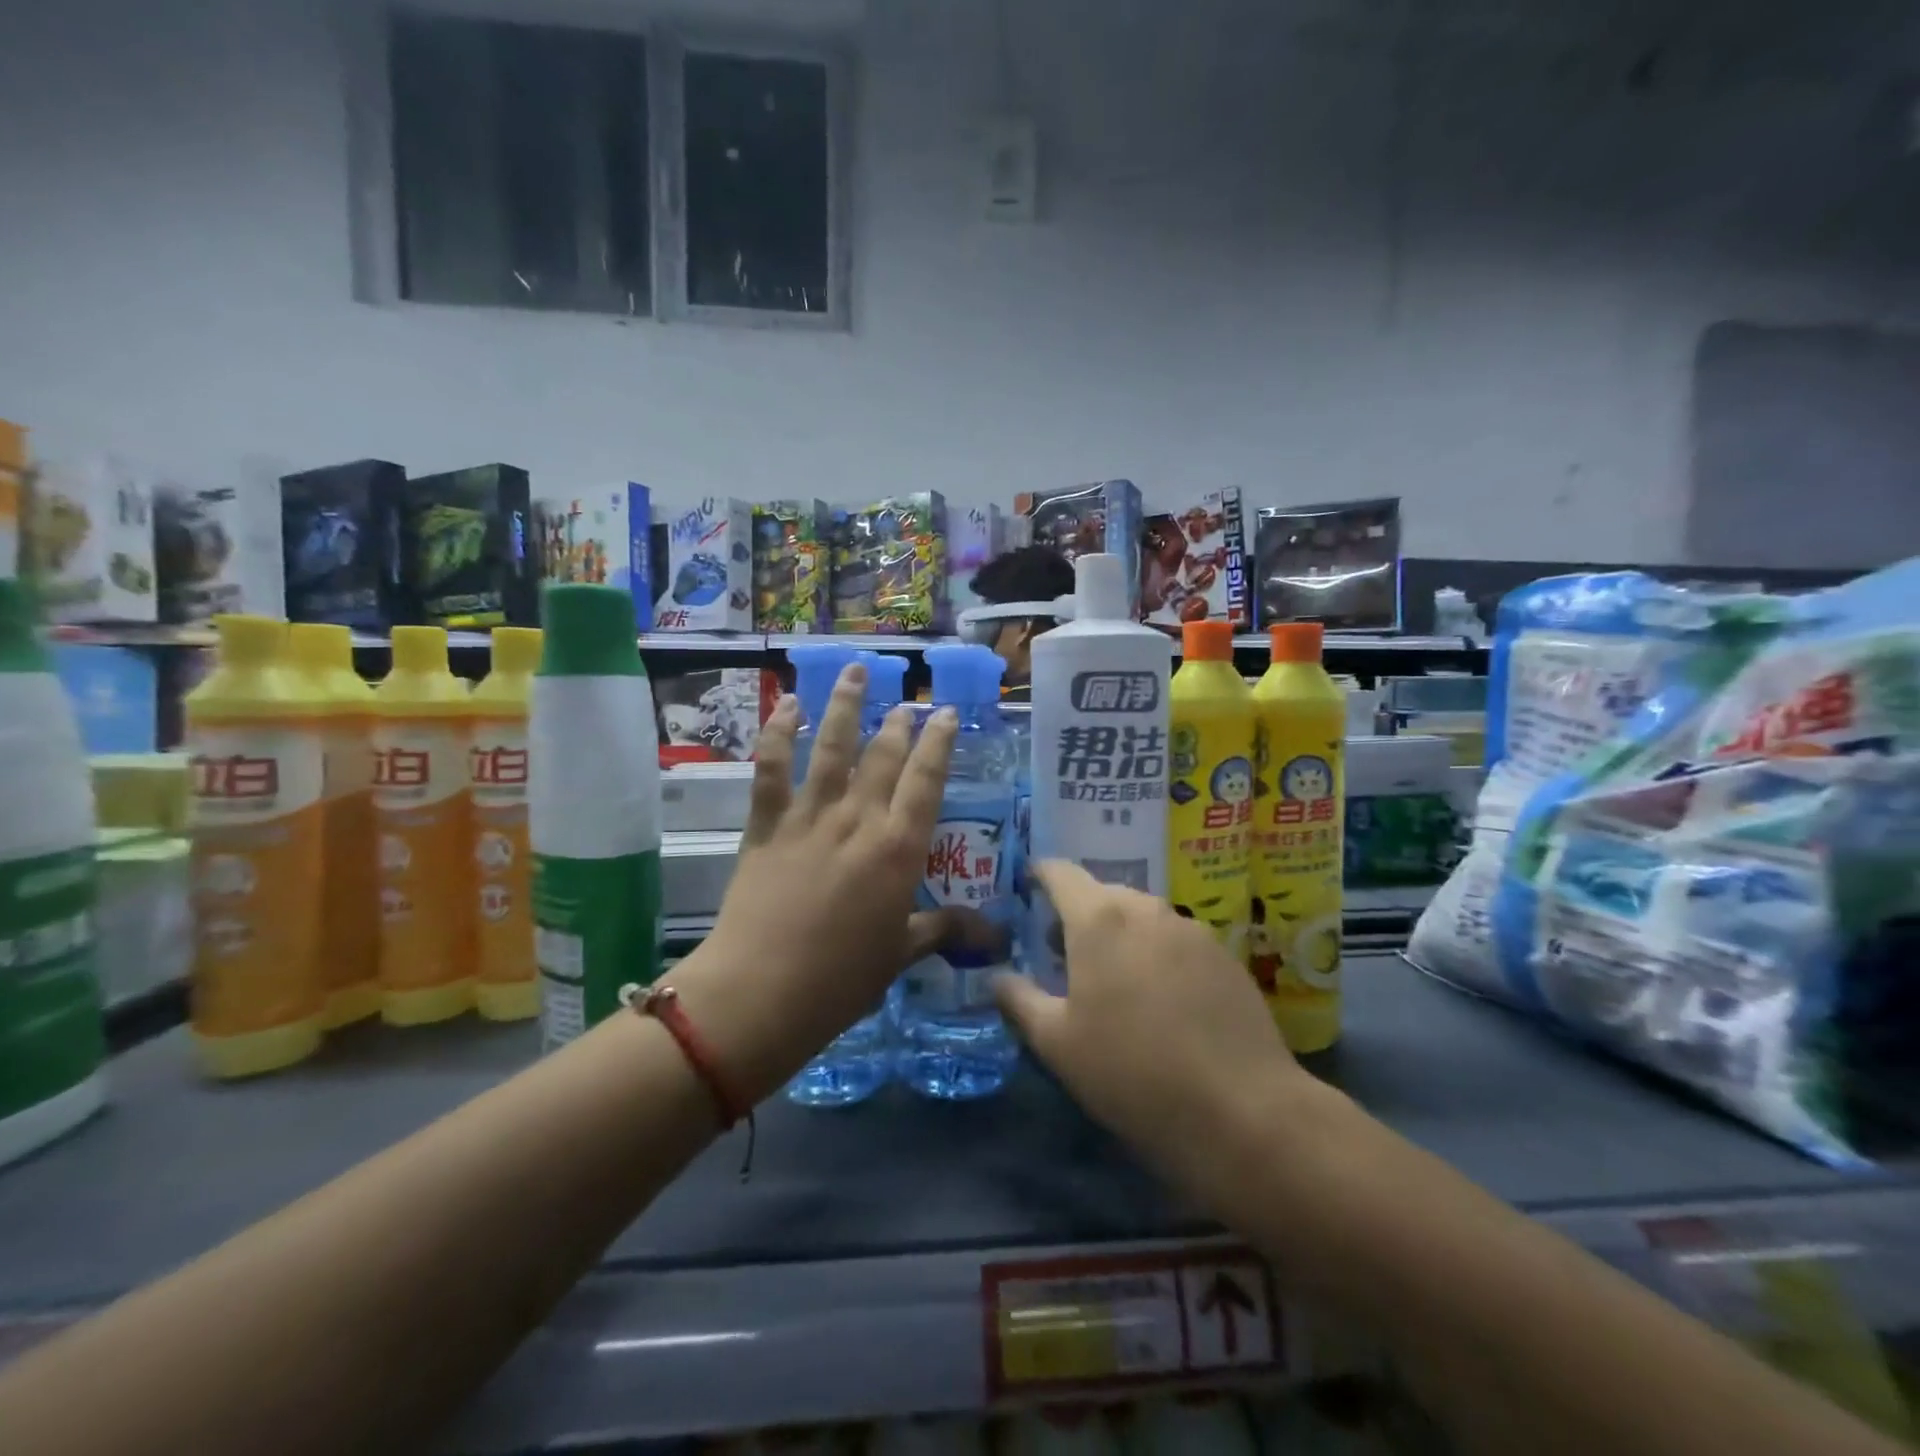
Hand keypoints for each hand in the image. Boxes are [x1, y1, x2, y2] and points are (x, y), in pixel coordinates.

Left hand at [667, 662, 1000, 1103]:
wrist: (760, 993)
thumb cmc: (841, 980)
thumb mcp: (901, 954)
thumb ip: (945, 931)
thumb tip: (995, 934)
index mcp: (898, 849)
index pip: (926, 780)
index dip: (938, 742)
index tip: (945, 713)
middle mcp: (858, 820)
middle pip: (882, 756)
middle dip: (897, 722)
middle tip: (906, 699)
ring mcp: (809, 817)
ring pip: (831, 748)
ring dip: (844, 706)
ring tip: (855, 672)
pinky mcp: (766, 825)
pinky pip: (771, 769)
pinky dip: (777, 732)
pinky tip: (786, 704)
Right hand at [993, 861, 1314, 1204]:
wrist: (1242, 1111)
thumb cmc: (1131, 1072)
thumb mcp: (1056, 1043)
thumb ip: (1019, 999)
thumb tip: (996, 976)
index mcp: (1099, 918)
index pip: (1060, 873)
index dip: (1039, 875)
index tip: (1026, 888)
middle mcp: (1146, 908)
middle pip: (1102, 894)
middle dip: (1077, 914)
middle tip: (1061, 954)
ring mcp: (1192, 929)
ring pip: (1141, 917)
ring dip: (1119, 934)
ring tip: (1112, 980)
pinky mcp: (1225, 957)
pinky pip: (1176, 940)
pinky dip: (1156, 954)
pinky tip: (1161, 1001)